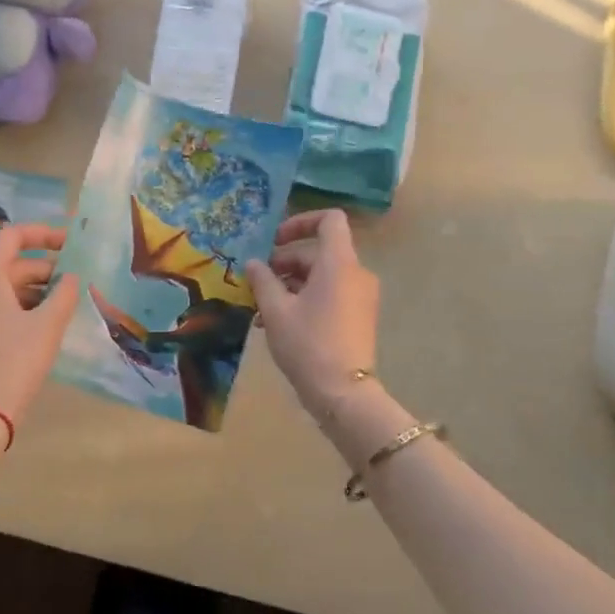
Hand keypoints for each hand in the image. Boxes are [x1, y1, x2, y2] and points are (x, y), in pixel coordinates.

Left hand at [0, 224, 79, 425]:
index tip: (70, 242)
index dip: (44, 234)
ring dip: (29, 289)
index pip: (12, 236)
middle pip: (5, 262)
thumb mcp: (47, 326)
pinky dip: (12, 305)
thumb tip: (69, 277)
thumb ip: (63, 293)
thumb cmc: (14, 362)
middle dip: (42, 268)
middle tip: (73, 282)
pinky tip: (36, 323)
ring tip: (60, 305)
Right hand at [244, 210, 380, 416]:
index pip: (329, 220)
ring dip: (290, 285)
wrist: (343, 393)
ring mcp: (360, 296)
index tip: (274, 241)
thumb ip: (263, 280)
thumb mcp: (276, 310)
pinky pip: (330, 294)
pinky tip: (278, 323)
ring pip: (321, 276)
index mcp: (339, 263)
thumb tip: (254, 263)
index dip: (301, 222)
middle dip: (284, 263)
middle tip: (256, 283)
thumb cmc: (307, 344)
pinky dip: (305, 299)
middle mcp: (355, 273)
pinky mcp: (358, 316)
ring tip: (261, 309)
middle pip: (318, 252)